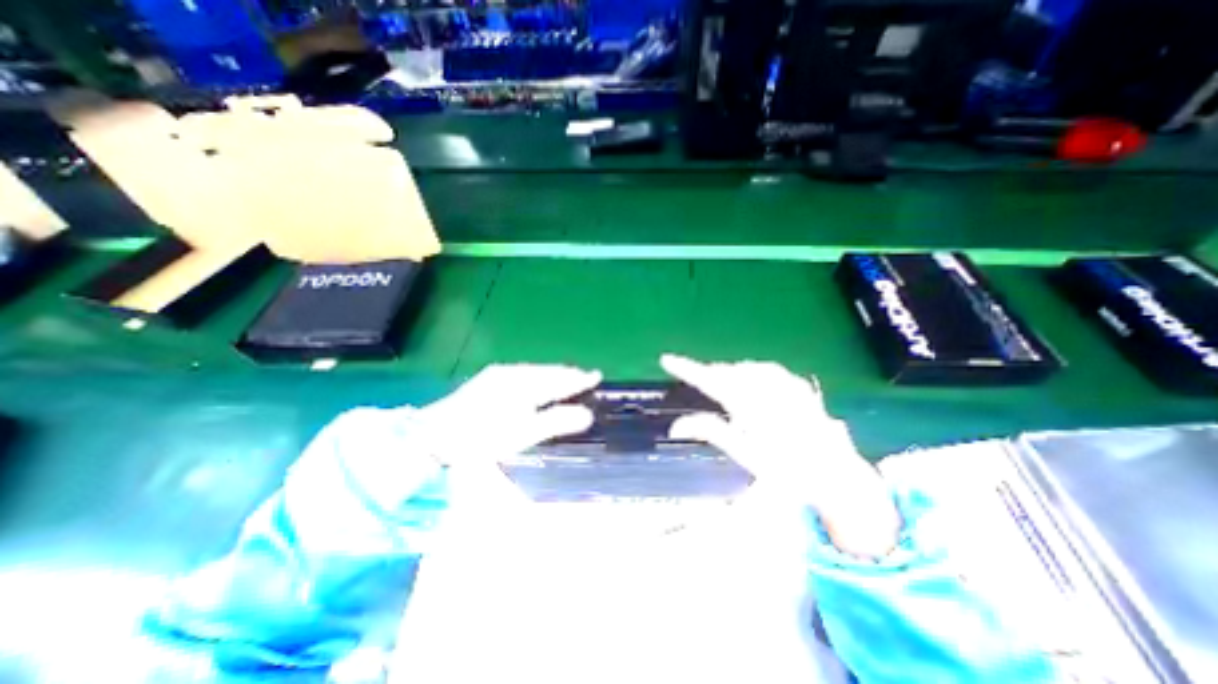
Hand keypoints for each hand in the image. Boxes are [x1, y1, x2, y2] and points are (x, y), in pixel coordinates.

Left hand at [416, 365, 600, 464]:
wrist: (434, 435)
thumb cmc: (482, 438)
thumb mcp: (523, 434)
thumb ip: (556, 422)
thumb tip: (587, 414)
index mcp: (525, 384)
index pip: (560, 379)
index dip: (580, 379)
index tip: (597, 375)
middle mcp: (514, 374)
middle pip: (548, 372)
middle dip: (567, 374)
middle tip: (585, 375)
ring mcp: (499, 375)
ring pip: (535, 371)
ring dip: (552, 374)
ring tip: (566, 376)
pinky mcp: (489, 380)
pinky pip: (522, 373)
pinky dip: (536, 376)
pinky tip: (536, 381)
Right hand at [662, 356, 898, 558]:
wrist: (837, 477)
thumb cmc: (787, 472)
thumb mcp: (744, 455)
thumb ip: (710, 432)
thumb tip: (675, 426)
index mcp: (750, 407)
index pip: (710, 380)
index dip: (686, 369)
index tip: (666, 359)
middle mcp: (767, 390)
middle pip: (727, 371)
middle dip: (708, 373)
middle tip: (694, 375)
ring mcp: (785, 385)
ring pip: (745, 368)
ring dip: (729, 373)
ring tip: (721, 382)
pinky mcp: (799, 386)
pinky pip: (768, 370)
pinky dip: (752, 373)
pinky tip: (753, 381)